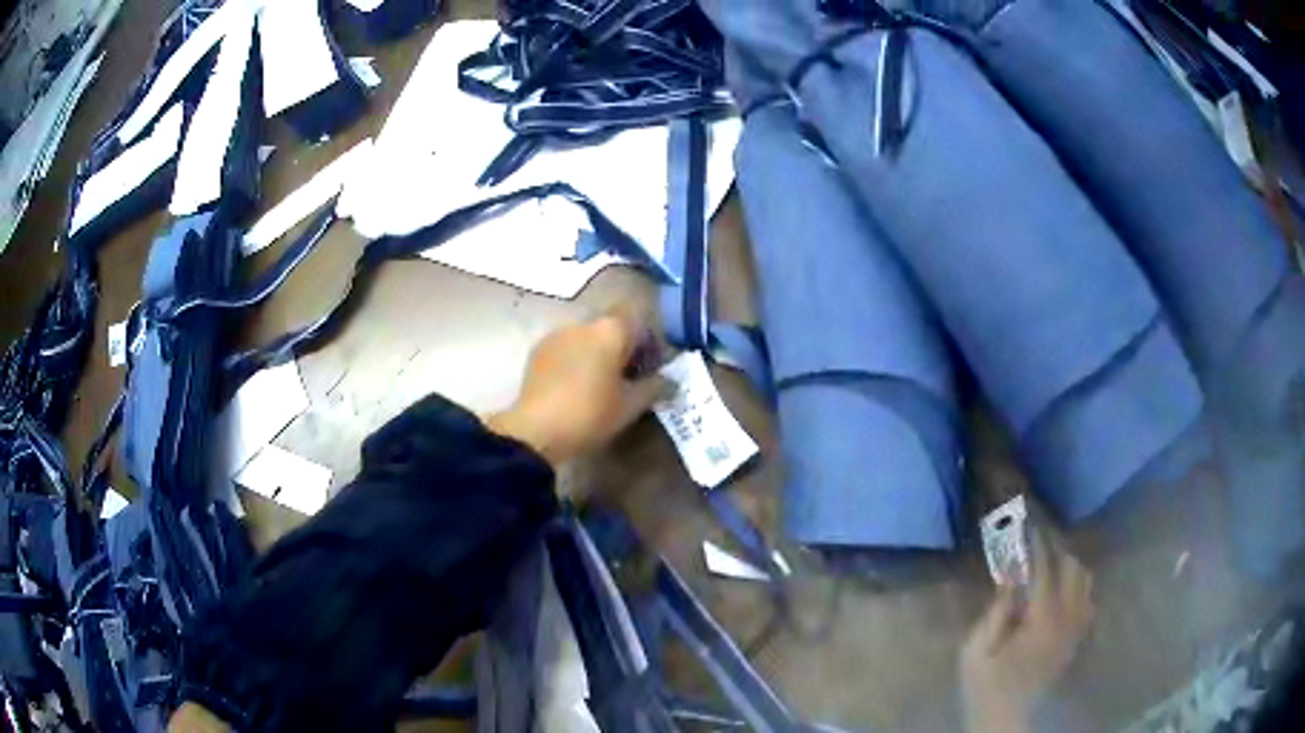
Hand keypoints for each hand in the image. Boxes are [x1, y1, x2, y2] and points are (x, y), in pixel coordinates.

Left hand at [486, 307, 665, 468]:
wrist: (536, 430)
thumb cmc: (591, 414)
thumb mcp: (630, 405)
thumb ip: (655, 387)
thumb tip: (671, 381)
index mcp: (610, 330)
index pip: (639, 319)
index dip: (648, 341)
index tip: (650, 366)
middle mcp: (583, 323)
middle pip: (612, 327)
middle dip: (622, 347)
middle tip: (629, 378)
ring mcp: (557, 334)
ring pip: (587, 337)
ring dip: (597, 353)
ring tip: (600, 384)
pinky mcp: (537, 351)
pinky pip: (566, 348)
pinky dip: (576, 360)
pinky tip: (575, 387)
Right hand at [960, 536, 1094, 732]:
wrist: (1005, 716)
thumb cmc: (986, 684)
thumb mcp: (976, 651)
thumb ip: (996, 611)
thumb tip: (1010, 576)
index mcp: (1041, 619)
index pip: (1045, 569)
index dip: (1036, 545)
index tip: (1028, 527)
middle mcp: (1066, 618)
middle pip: (1073, 569)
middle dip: (1056, 552)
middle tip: (1037, 545)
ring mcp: (1074, 629)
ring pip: (1085, 583)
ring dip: (1070, 568)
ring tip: (1051, 565)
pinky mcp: (1075, 640)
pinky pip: (1087, 603)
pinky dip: (1078, 589)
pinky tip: (1063, 593)